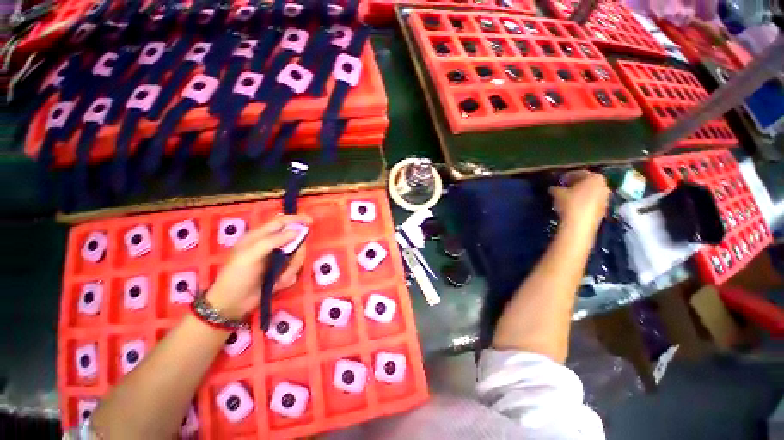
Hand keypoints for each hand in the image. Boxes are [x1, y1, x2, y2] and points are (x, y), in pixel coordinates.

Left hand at [205, 214, 311, 320]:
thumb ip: (272, 241)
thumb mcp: (250, 256)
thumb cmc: (236, 276)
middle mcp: (270, 246)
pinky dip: (289, 277)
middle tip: (292, 264)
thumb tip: (296, 231)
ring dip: (292, 268)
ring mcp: (276, 259)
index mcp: (260, 237)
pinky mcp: (280, 271)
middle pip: (294, 241)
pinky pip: (294, 270)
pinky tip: (278, 284)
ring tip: (280, 279)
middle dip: (297, 253)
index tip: (311, 221)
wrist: (231, 304)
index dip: (296, 219)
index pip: (281, 222)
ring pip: (296, 256)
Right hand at [549, 170, 609, 235]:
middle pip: (587, 183)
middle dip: (576, 185)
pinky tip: (572, 207)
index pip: (580, 173)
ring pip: (590, 193)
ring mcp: (605, 199)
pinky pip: (591, 203)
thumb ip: (555, 188)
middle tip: (563, 188)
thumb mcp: (557, 193)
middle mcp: (604, 186)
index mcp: (595, 177)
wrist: (579, 224)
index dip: (568, 176)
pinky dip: (583, 203)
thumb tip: (553, 188)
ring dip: (580, 194)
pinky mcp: (603, 211)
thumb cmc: (570, 203)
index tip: (559, 180)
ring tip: (567, 198)